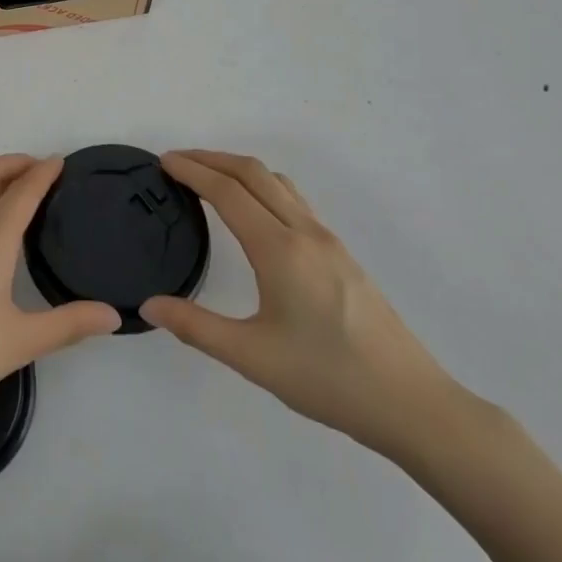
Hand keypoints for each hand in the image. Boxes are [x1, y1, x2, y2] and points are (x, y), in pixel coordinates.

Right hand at [141, 150, 460, 460]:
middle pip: (254, 173)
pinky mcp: (341, 254)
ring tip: (210, 179)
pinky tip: (255, 213)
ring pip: (278, 183)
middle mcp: (304, 232)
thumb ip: (196, 327)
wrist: (412, 403)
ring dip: (239, 169)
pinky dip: (263, 187)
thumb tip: (150, 305)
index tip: (163, 162)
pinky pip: (294, 200)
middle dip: (212, 159)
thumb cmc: (328, 379)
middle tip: (177, 162)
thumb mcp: (252, 357)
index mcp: (280, 249)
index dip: (193, 171)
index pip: (228, 192)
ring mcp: (328, 240)